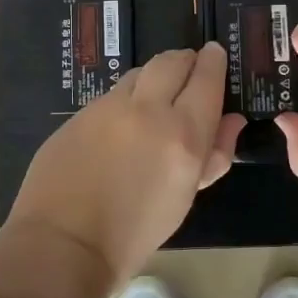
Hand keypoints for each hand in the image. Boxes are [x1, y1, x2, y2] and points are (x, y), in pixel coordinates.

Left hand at [8, 43, 245, 283]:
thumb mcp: (186, 196)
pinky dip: (126, 98)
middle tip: (190, 69)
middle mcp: (147, 109)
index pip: (206, 79)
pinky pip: (111, 94)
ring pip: (139, 73)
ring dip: (154, 77)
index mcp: (183, 134)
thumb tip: (232, 120)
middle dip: (185, 60)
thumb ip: (215, 154)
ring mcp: (108, 107)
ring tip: (156, 96)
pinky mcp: (79, 113)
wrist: (65, 244)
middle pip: (172, 61)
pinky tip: (122, 122)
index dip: (213, 62)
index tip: (215, 54)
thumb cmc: (136, 232)